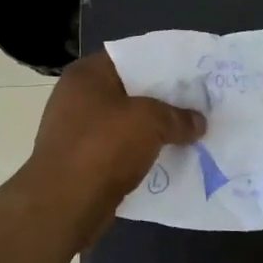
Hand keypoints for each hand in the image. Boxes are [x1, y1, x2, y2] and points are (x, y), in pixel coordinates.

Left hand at [26, 53, 205, 213]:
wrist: (64, 205)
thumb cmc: (104, 146)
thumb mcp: (151, 121)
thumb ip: (178, 117)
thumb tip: (198, 123)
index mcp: (87, 75)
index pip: (132, 57)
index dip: (163, 64)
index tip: (191, 74)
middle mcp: (76, 97)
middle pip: (129, 91)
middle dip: (161, 100)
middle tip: (195, 103)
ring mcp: (75, 131)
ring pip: (125, 122)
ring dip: (152, 129)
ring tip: (187, 131)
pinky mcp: (80, 161)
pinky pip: (118, 149)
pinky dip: (139, 152)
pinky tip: (166, 157)